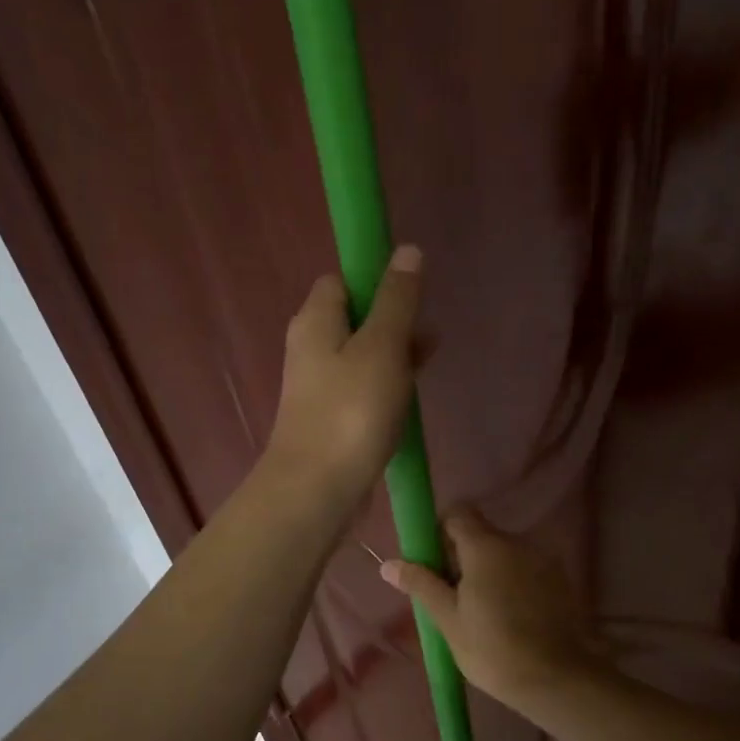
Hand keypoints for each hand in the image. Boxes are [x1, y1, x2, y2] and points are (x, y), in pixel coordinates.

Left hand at [262, 245, 422, 515]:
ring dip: (394, 357)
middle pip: (355, 317)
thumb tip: (407, 250)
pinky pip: (363, 390)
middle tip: (427, 336)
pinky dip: (386, 388)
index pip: (343, 279)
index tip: (411, 296)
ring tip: (428, 365)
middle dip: (393, 321)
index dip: (377, 279)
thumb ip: (396, 300)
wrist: (317, 490)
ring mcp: (319, 386)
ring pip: (363, 356)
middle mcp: (311, 347)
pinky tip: (410, 401)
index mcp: (315, 320)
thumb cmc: (350, 411)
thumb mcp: (382, 347)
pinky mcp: (331, 418)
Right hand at [380, 511, 604, 710]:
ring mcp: (542, 561)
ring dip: (487, 573)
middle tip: (449, 598)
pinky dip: (512, 585)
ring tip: (480, 615)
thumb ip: (421, 585)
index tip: (431, 563)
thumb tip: (388, 563)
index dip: (439, 532)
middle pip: (480, 535)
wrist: (561, 679)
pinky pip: (525, 571)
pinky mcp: (560, 581)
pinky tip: (509, 620)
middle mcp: (516, 543)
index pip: (457, 514)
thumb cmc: (495, 650)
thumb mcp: (449, 620)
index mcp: (485, 546)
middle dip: (461, 558)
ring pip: (503, 555)